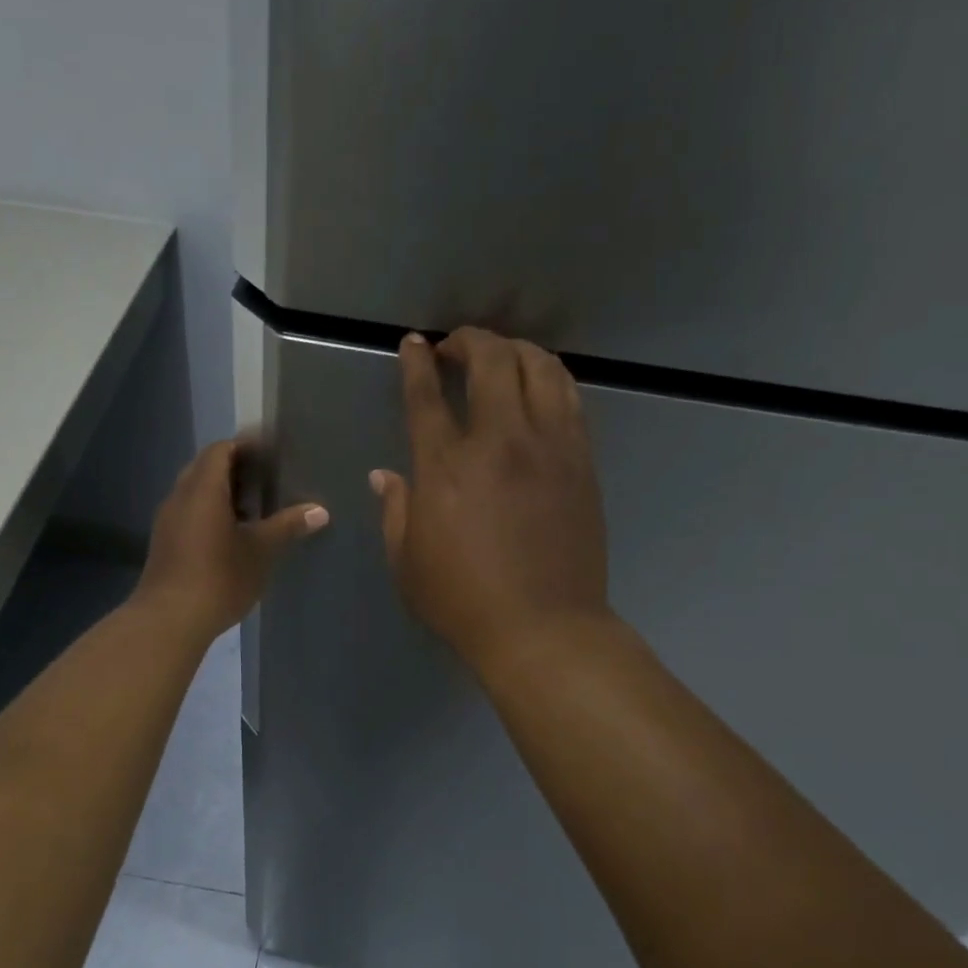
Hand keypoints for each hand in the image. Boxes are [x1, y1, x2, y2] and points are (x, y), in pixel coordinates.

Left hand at [134, 439, 328, 638]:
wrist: (169, 620)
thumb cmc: (219, 577)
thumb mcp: (261, 551)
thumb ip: (288, 526)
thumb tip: (319, 510)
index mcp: (203, 488)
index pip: (221, 450)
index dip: (245, 446)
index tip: (271, 454)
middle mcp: (180, 497)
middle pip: (205, 468)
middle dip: (234, 469)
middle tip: (266, 480)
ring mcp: (167, 521)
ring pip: (195, 492)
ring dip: (221, 493)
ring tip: (254, 509)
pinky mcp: (164, 544)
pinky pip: (188, 513)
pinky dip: (210, 513)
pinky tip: (232, 536)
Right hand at [372, 327, 608, 671]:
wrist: (544, 628)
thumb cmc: (462, 601)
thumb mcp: (406, 561)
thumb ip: (395, 510)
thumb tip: (385, 475)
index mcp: (446, 467)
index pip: (426, 395)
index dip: (417, 361)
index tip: (414, 343)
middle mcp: (499, 442)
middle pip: (491, 361)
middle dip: (470, 340)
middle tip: (455, 347)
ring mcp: (548, 447)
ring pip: (540, 368)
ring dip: (516, 349)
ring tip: (501, 356)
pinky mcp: (581, 461)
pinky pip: (570, 398)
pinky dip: (550, 377)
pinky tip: (539, 385)